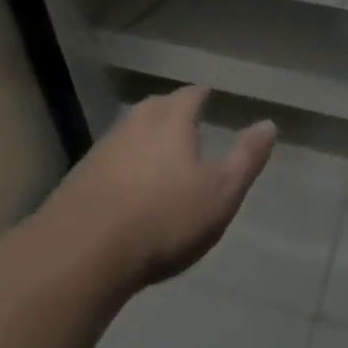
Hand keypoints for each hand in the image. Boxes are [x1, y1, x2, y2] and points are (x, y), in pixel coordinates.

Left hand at [39, 87, 274, 290]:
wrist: (82, 253)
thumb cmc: (163, 218)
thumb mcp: (220, 192)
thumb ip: (246, 157)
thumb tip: (269, 124)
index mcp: (171, 120)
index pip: (190, 95)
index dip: (201, 95)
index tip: (208, 95)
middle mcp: (135, 124)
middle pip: (156, 108)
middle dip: (172, 112)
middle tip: (186, 121)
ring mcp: (102, 150)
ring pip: (130, 133)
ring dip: (145, 139)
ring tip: (159, 153)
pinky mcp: (79, 180)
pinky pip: (110, 161)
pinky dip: (123, 166)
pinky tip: (126, 187)